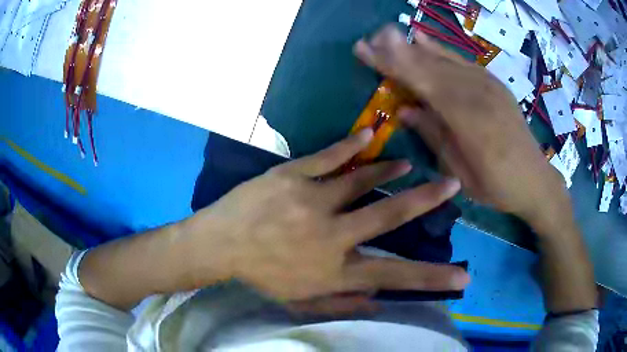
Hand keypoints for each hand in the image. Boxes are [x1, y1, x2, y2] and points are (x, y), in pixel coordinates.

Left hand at [184, 129, 468, 301]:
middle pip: (388, 216)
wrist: (218, 246)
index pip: (394, 276)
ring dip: (389, 171)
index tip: (463, 275)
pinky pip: (327, 157)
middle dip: (425, 201)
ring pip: (361, 181)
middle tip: (452, 185)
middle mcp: (331, 235)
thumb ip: (341, 304)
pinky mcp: (290, 176)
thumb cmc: (260, 276)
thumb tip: (379, 303)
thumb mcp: (299, 302)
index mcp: (334, 270)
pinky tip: (369, 135)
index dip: (432, 278)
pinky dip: (351, 146)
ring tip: (409, 163)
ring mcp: (311, 201)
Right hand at [353, 25, 571, 232]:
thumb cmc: (497, 186)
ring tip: (387, 37)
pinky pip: (462, 61)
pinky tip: (422, 40)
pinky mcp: (494, 83)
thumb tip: (403, 110)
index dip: (393, 65)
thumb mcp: (461, 173)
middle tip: (368, 40)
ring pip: (445, 60)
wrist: (535, 179)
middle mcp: (478, 94)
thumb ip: (434, 137)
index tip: (366, 50)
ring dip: (413, 47)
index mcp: (469, 121)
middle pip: (431, 66)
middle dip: (397, 51)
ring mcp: (488, 85)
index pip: (424, 84)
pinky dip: (439, 50)